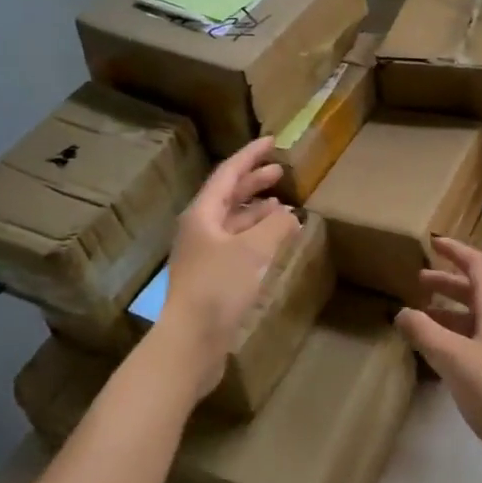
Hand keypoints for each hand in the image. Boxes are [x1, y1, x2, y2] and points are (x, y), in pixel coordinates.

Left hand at [160, 138, 299, 401]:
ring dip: (257, 211)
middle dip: (254, 181)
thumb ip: (275, 226)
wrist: (191, 341)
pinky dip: (257, 236)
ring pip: (233, 221)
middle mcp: (199, 228)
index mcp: (202, 214)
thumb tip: (290, 215)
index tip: (271, 141)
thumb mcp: (253, 250)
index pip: (228, 173)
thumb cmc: (218, 287)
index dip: (250, 156)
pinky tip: (274, 242)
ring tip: (283, 207)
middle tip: (281, 172)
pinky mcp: (211, 277)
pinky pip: (237, 244)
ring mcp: (204, 254)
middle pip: (228, 196)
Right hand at [397, 236, 481, 482]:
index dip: (456, 251)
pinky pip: (475, 344)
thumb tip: (401, 312)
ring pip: (475, 320)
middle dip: (447, 283)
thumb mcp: (454, 358)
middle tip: (418, 281)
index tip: (433, 242)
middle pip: (476, 292)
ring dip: (449, 312)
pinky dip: (454, 339)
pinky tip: (437, 354)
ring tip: (420, 317)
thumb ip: (425, 332)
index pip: (477, 266)